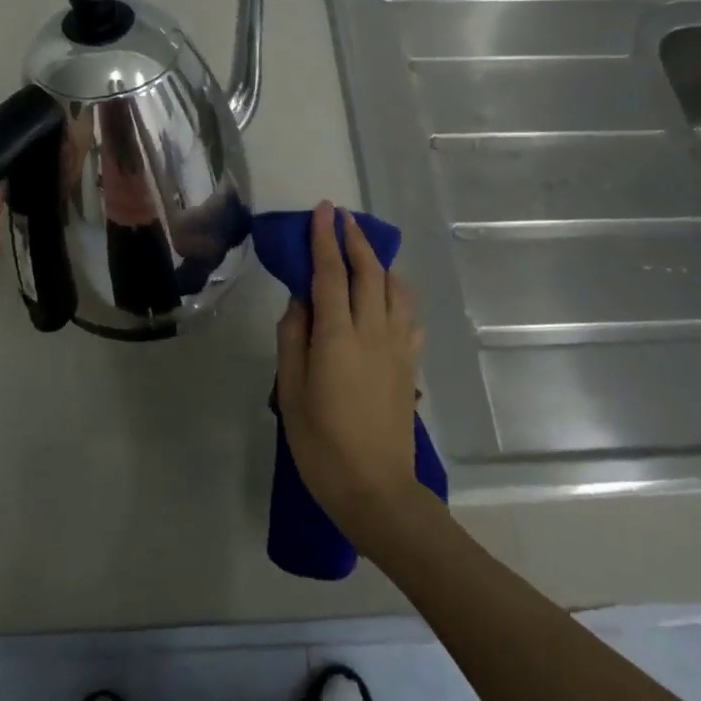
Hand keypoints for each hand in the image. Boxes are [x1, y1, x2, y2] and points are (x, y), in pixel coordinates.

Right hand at [275, 201, 425, 550]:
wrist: (377, 490)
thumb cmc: (322, 444)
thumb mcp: (290, 392)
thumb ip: (293, 340)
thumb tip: (298, 301)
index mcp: (338, 337)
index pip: (331, 274)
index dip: (325, 239)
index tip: (322, 211)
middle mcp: (373, 332)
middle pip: (369, 272)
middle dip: (355, 239)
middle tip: (341, 217)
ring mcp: (397, 347)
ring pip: (396, 289)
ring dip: (380, 262)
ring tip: (365, 251)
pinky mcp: (410, 364)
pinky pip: (408, 316)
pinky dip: (398, 295)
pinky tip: (388, 297)